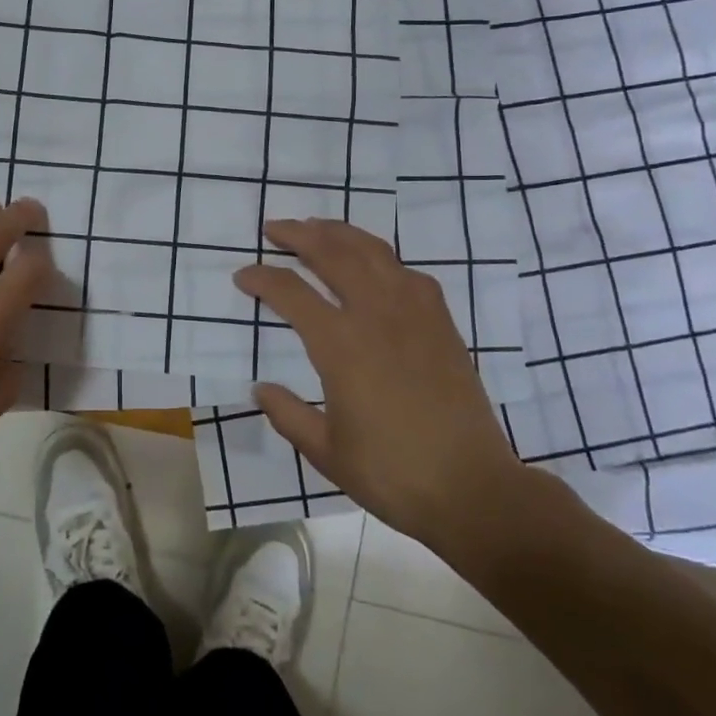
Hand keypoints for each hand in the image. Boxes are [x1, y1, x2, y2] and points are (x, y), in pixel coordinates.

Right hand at [234, 219, 537, 559]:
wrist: (472, 488)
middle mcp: (376, 315)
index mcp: (341, 345)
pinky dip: (382, 257)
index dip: (262, 279)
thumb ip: (287, 414)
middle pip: (333, 254)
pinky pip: (408, 272)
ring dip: (340, 233)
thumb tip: (260, 388)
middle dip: (298, 235)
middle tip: (273, 228)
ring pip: (372, 252)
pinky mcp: (440, 323)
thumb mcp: (325, 451)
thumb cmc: (391, 473)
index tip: (243, 276)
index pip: (291, 293)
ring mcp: (414, 314)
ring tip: (317, 226)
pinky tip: (373, 263)